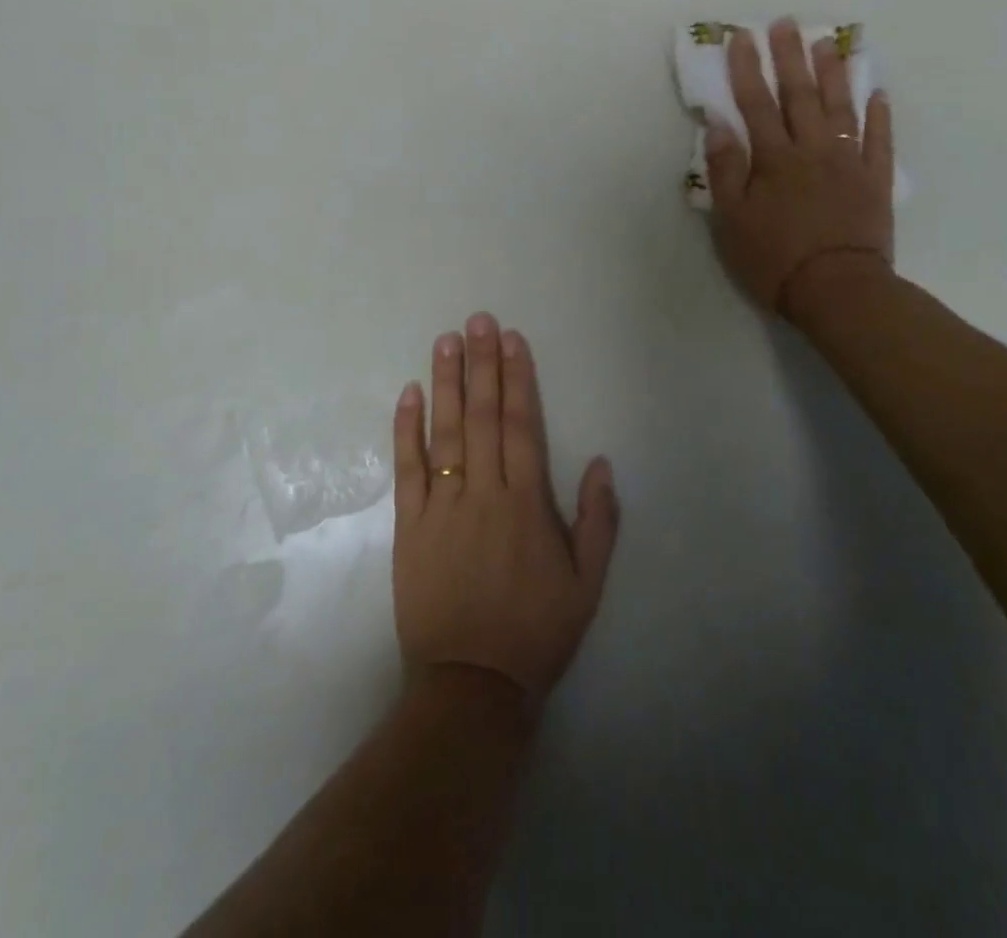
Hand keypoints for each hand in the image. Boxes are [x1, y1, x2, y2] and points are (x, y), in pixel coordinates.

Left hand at [391, 314, 619, 701]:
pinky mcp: (409, 526)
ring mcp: (442, 507)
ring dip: (446, 383)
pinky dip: (407, 430)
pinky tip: (409, 394)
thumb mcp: (588, 585)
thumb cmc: (535, 633)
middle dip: (481, 365)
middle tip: (477, 320)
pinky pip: (407, 469)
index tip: (511, 340)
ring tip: (445, 342)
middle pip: (483, 417)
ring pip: (445, 433)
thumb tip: (599, 462)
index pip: (521, 425)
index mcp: (526, 503)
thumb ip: (598, 521)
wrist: (471, 685)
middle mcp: (484, 493)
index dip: (517, 378)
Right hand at [704, 18, 895, 316]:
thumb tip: (718, 126)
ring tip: (828, 43)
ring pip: (841, 108)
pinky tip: (878, 92)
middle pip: (799, 95)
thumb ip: (726, 171)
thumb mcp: (732, 221)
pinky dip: (879, 115)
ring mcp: (849, 162)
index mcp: (774, 159)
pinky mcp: (876, 181)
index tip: (741, 36)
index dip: (746, 69)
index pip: (756, 104)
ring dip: (834, 73)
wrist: (838, 289)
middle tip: (786, 23)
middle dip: (789, 56)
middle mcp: (812, 150)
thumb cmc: (775, 258)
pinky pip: (880, 140)